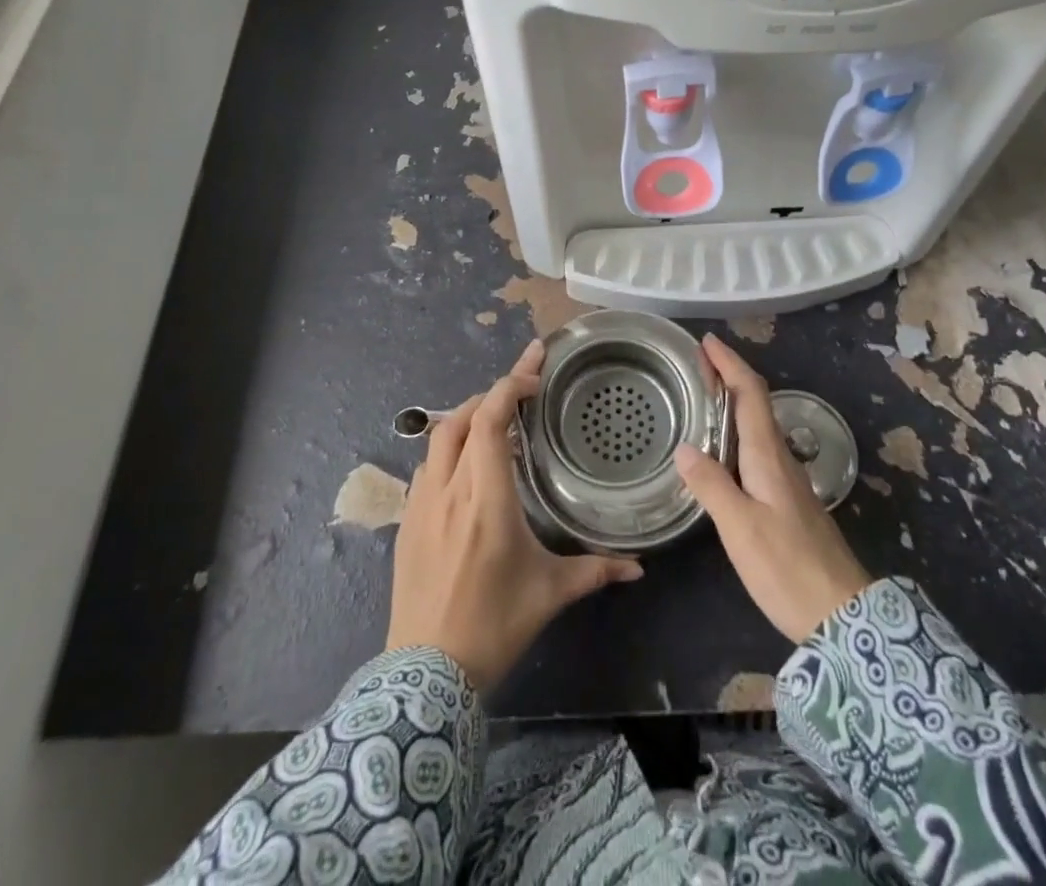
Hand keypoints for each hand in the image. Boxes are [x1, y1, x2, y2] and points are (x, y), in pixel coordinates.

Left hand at [386, 340, 643, 689]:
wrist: (425, 674)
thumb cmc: (494, 625)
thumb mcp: (549, 594)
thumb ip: (595, 571)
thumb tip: (638, 567)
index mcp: (487, 499)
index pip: (489, 421)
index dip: (508, 386)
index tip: (533, 371)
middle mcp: (449, 490)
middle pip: (461, 418)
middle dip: (491, 394)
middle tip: (522, 388)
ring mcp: (421, 504)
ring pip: (438, 438)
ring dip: (467, 418)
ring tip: (496, 419)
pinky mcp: (407, 521)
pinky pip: (427, 466)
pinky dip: (449, 448)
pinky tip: (467, 465)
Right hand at [676, 334, 872, 644]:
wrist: (841, 614)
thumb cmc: (787, 567)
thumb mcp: (740, 527)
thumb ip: (711, 485)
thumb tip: (684, 448)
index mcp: (767, 456)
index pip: (750, 394)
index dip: (730, 364)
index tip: (708, 341)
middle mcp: (779, 458)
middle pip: (755, 403)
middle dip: (729, 376)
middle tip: (698, 362)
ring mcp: (785, 479)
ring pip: (758, 425)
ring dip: (734, 401)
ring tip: (704, 395)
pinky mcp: (786, 499)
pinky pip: (758, 447)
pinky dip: (738, 430)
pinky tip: (723, 447)